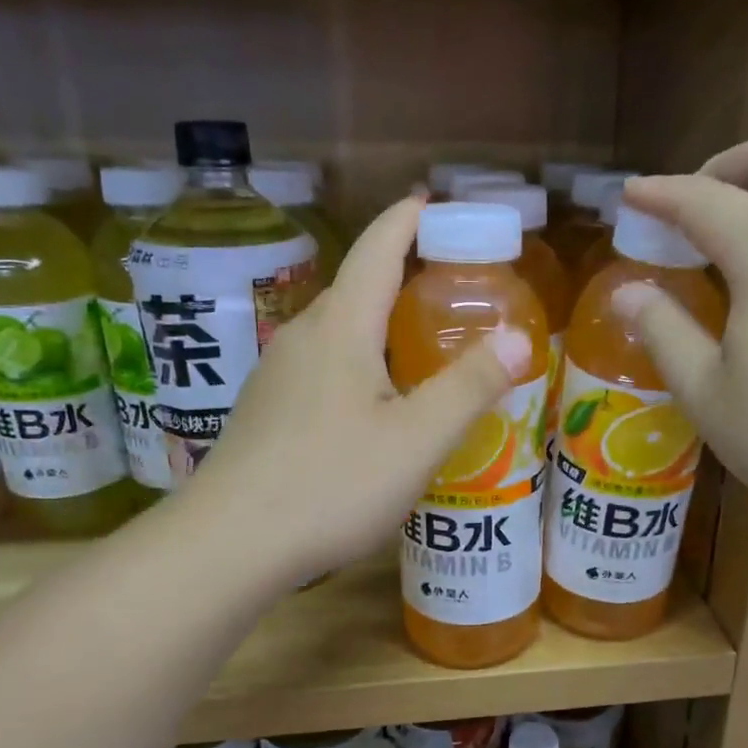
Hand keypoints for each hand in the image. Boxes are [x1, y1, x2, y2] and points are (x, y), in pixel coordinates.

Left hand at [185, 194, 529, 586]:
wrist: (228, 544)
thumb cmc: (330, 484)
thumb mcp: (417, 439)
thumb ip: (471, 386)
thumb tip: (519, 337)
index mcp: (341, 328)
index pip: (377, 249)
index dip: (408, 220)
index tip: (436, 203)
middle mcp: (302, 337)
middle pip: (357, 287)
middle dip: (402, 274)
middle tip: (453, 288)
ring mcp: (277, 375)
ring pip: (338, 331)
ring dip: (380, 323)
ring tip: (423, 345)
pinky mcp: (267, 411)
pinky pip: (321, 366)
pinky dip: (358, 361)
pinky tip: (376, 403)